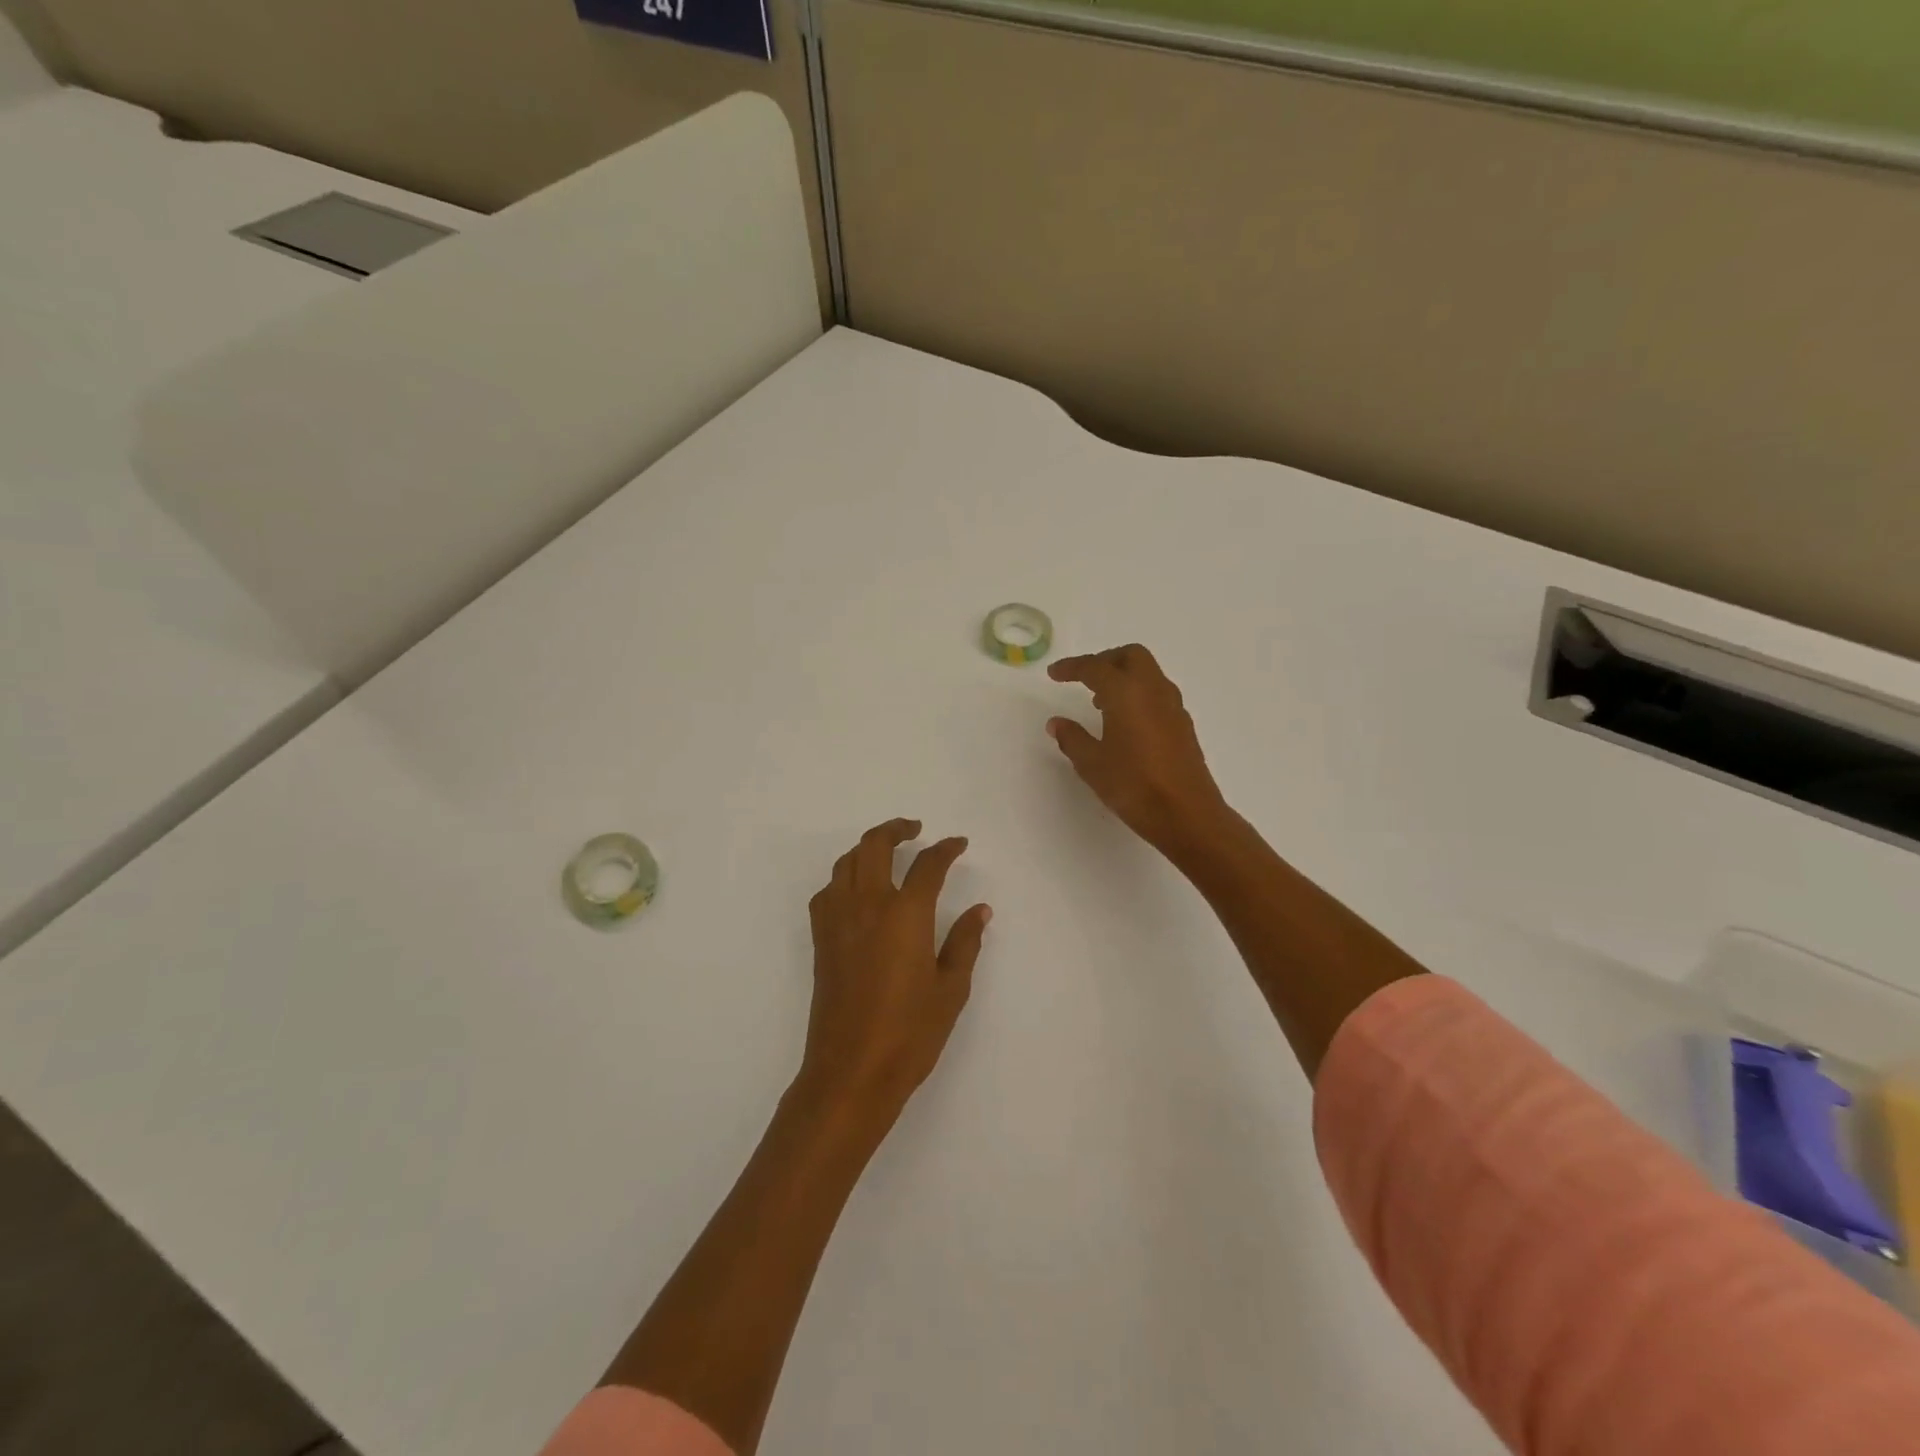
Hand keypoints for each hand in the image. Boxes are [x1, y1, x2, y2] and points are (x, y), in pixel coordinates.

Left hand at [795, 819, 991, 1131]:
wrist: (850, 1071)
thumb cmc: (910, 1033)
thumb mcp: (951, 989)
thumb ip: (965, 942)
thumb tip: (979, 910)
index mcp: (905, 914)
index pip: (928, 865)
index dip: (946, 849)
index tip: (958, 843)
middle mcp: (867, 905)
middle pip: (875, 846)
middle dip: (896, 829)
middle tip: (915, 829)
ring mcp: (838, 921)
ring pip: (846, 862)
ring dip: (867, 847)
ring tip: (886, 852)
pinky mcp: (822, 940)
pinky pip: (828, 891)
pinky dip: (844, 877)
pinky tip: (856, 891)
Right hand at [1047, 644, 1229, 858]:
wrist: (1186, 814)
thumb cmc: (1133, 785)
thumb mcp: (1092, 763)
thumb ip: (1072, 738)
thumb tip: (1057, 723)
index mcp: (1126, 692)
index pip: (1095, 667)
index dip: (1071, 667)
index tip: (1053, 674)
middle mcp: (1152, 690)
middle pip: (1130, 656)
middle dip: (1104, 661)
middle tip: (1084, 679)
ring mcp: (1173, 706)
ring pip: (1148, 673)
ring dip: (1124, 677)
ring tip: (1101, 703)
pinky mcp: (1183, 725)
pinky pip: (1157, 694)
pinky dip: (1138, 695)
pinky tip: (1126, 723)